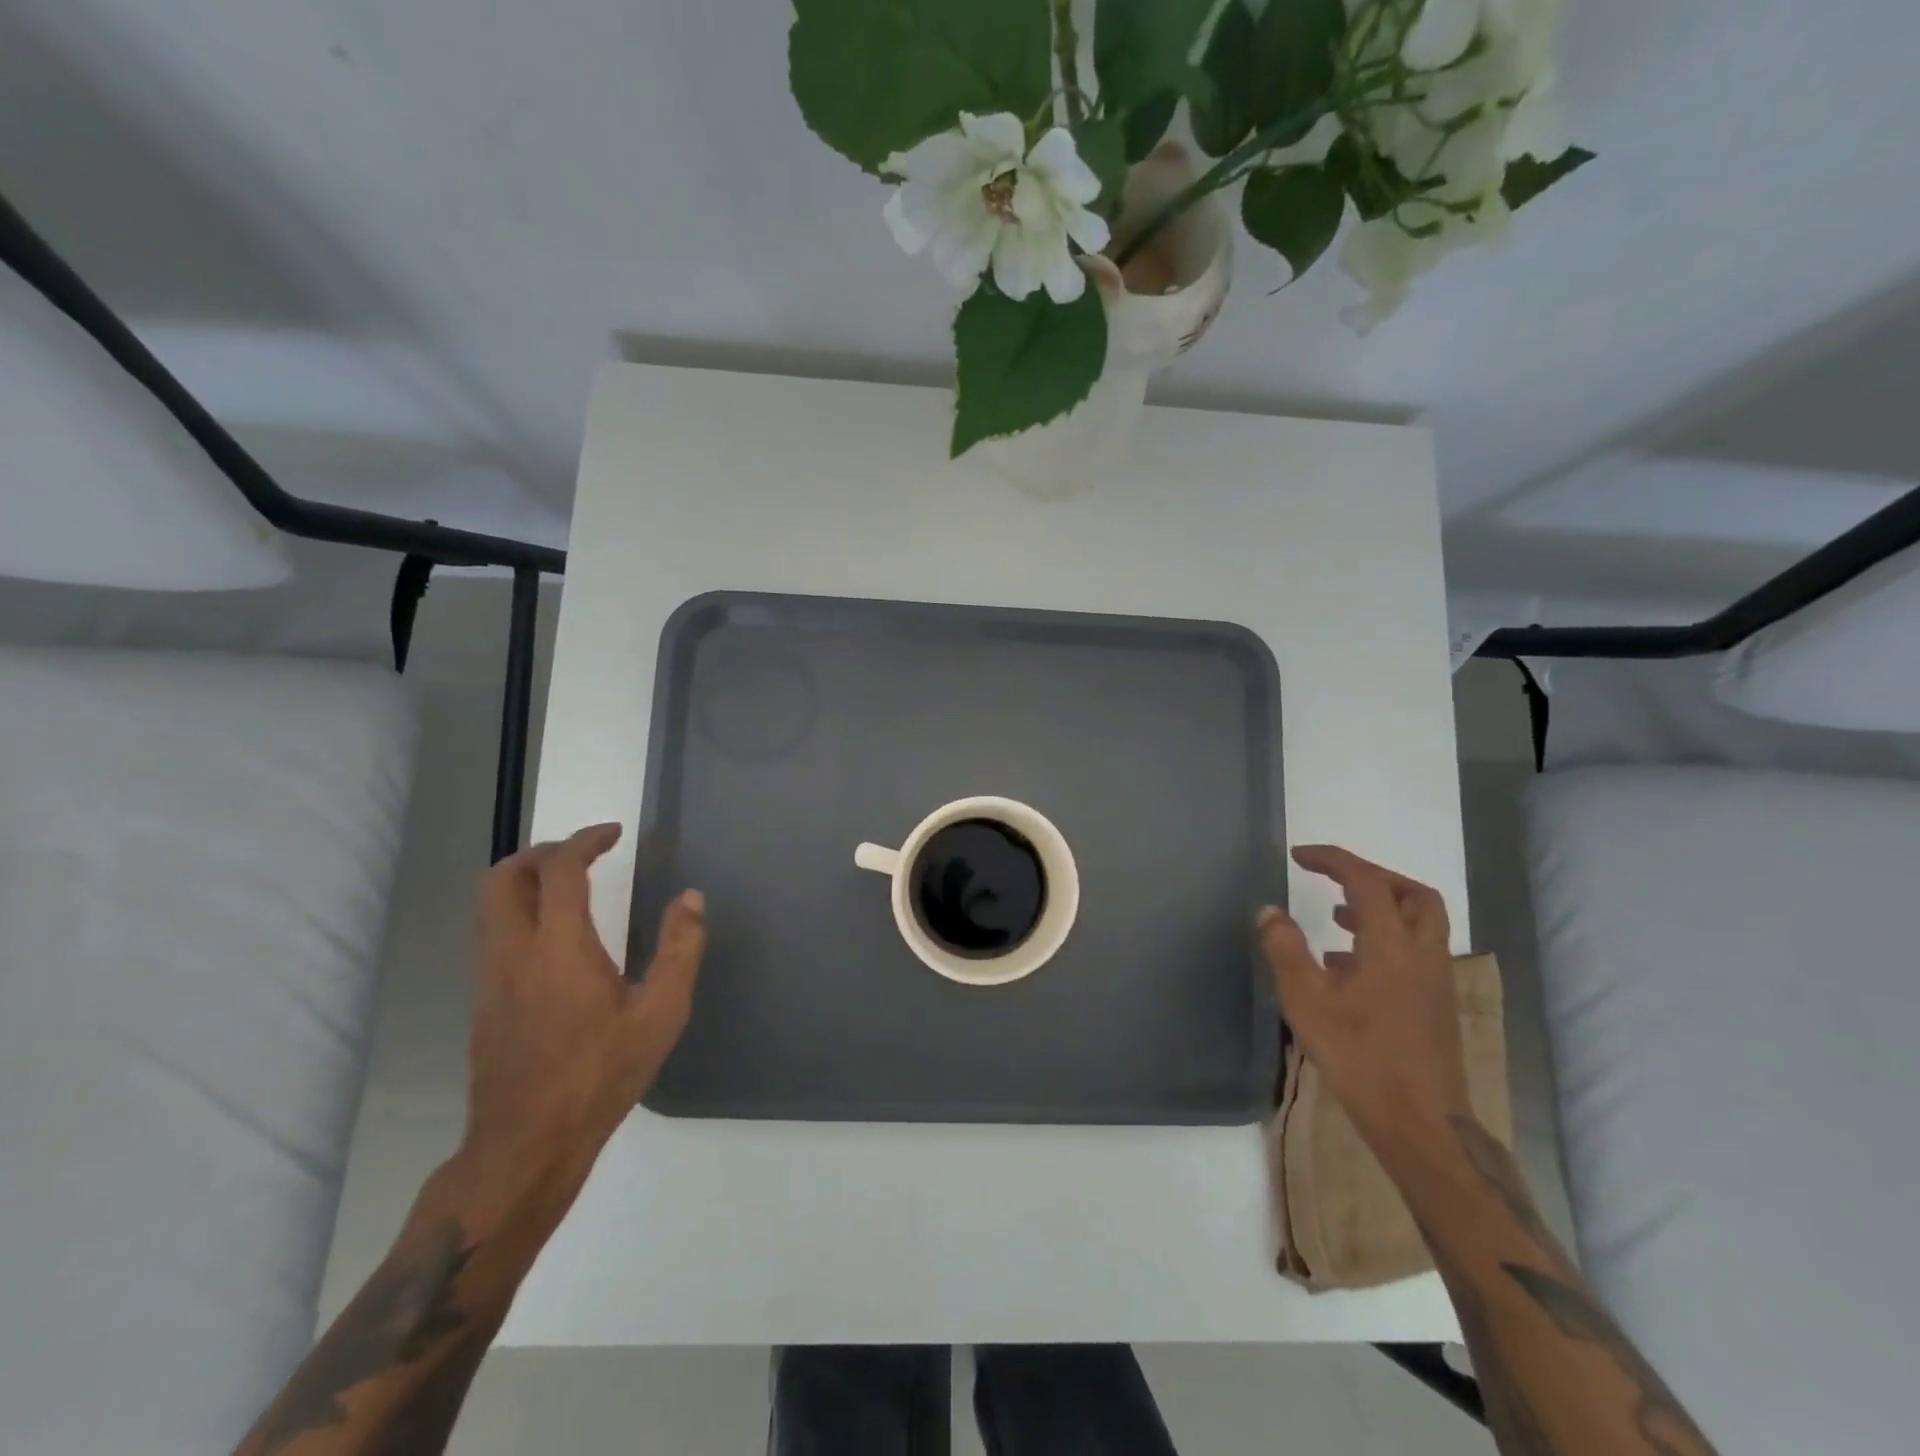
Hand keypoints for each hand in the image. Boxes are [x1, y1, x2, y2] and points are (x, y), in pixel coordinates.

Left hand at [454, 823, 706, 1234]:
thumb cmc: (601, 1075)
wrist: (527, 1144)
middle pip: (504, 876)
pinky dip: (517, 910)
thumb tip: (691, 898)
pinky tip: (553, 936)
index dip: (585, 840)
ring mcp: (489, 977)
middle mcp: (513, 951)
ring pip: (489, 904)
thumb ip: (680, 949)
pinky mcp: (482, 1000)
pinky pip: (490, 932)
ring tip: (568, 884)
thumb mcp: (660, 1014)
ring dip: (524, 879)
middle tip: (583, 853)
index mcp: (558, 947)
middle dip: (542, 851)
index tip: (614, 834)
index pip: (558, 869)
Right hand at [1258, 845, 1467, 1153]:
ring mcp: (1434, 980)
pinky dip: (1385, 939)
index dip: (1332, 860)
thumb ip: (1285, 948)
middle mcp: (1422, 953)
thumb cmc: (1358, 1055)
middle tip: (1335, 880)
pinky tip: (1347, 965)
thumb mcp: (1306, 999)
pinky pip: (1414, 951)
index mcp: (1391, 944)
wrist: (1419, 1121)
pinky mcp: (1435, 1004)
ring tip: (1336, 916)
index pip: (1366, 880)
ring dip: (1381, 908)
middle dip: (1373, 877)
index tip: (1299, 856)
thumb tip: (1269, 911)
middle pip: (1413, 894)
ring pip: (1419, 923)